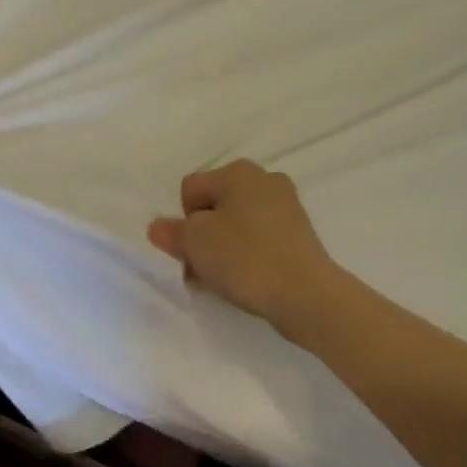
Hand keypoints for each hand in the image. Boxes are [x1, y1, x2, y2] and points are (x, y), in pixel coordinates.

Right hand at [147, 160, 338, 331]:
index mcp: (238, 171)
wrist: (306, 294)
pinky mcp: (299, 234)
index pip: (191, 189)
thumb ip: (172, 232)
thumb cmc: (245, 258)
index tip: (191, 250)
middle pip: (215, 206)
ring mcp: (287, 206)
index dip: (183, 221)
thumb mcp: (195, 243)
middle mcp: (265, 179)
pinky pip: (260, 240)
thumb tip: (160, 227)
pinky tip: (247, 280)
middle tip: (201, 269)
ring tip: (223, 280)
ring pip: (237, 225)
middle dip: (202, 236)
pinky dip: (248, 256)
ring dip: (223, 249)